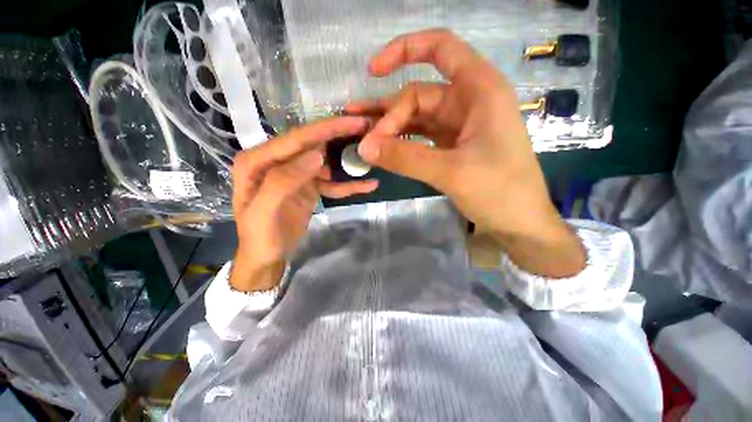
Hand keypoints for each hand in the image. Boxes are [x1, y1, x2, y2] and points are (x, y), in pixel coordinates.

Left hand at [230, 117, 377, 291]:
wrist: (266, 258)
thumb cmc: (259, 237)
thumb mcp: (264, 212)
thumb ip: (284, 180)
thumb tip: (317, 154)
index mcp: (257, 161)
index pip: (295, 139)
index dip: (326, 129)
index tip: (354, 122)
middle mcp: (276, 161)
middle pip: (312, 144)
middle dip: (340, 135)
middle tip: (367, 127)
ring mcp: (295, 174)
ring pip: (325, 161)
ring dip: (347, 158)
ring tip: (370, 152)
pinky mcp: (308, 187)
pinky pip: (331, 183)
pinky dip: (348, 185)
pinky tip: (368, 185)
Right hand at [347, 29, 584, 276]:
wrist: (518, 222)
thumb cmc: (499, 192)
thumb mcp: (451, 172)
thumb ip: (405, 157)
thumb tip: (364, 147)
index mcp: (479, 90)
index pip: (441, 49)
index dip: (405, 50)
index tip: (373, 72)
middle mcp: (468, 102)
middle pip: (418, 96)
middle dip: (389, 116)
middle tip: (364, 141)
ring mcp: (458, 127)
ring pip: (417, 118)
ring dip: (390, 128)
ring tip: (362, 137)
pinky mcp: (451, 147)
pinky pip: (420, 138)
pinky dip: (402, 143)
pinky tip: (384, 151)